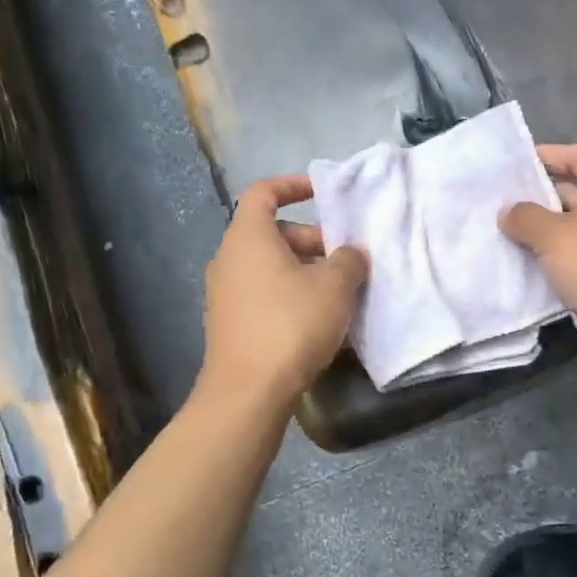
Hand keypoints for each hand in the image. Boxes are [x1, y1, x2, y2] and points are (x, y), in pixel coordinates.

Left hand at [200, 176, 368, 406]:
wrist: (248, 391)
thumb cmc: (291, 324)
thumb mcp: (334, 286)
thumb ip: (349, 260)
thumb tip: (351, 253)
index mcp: (248, 237)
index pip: (263, 192)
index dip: (292, 186)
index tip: (321, 193)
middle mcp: (229, 259)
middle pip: (271, 233)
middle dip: (311, 240)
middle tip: (345, 259)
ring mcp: (224, 294)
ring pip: (269, 267)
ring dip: (303, 271)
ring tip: (338, 292)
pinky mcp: (229, 324)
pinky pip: (262, 295)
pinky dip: (289, 295)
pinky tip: (317, 321)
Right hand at [499, 144, 576, 372]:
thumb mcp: (554, 235)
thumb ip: (525, 217)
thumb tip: (508, 211)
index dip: (549, 154)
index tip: (516, 164)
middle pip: (574, 191)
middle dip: (538, 196)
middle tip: (500, 203)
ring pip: (572, 227)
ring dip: (542, 230)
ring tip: (505, 233)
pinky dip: (554, 256)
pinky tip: (525, 264)